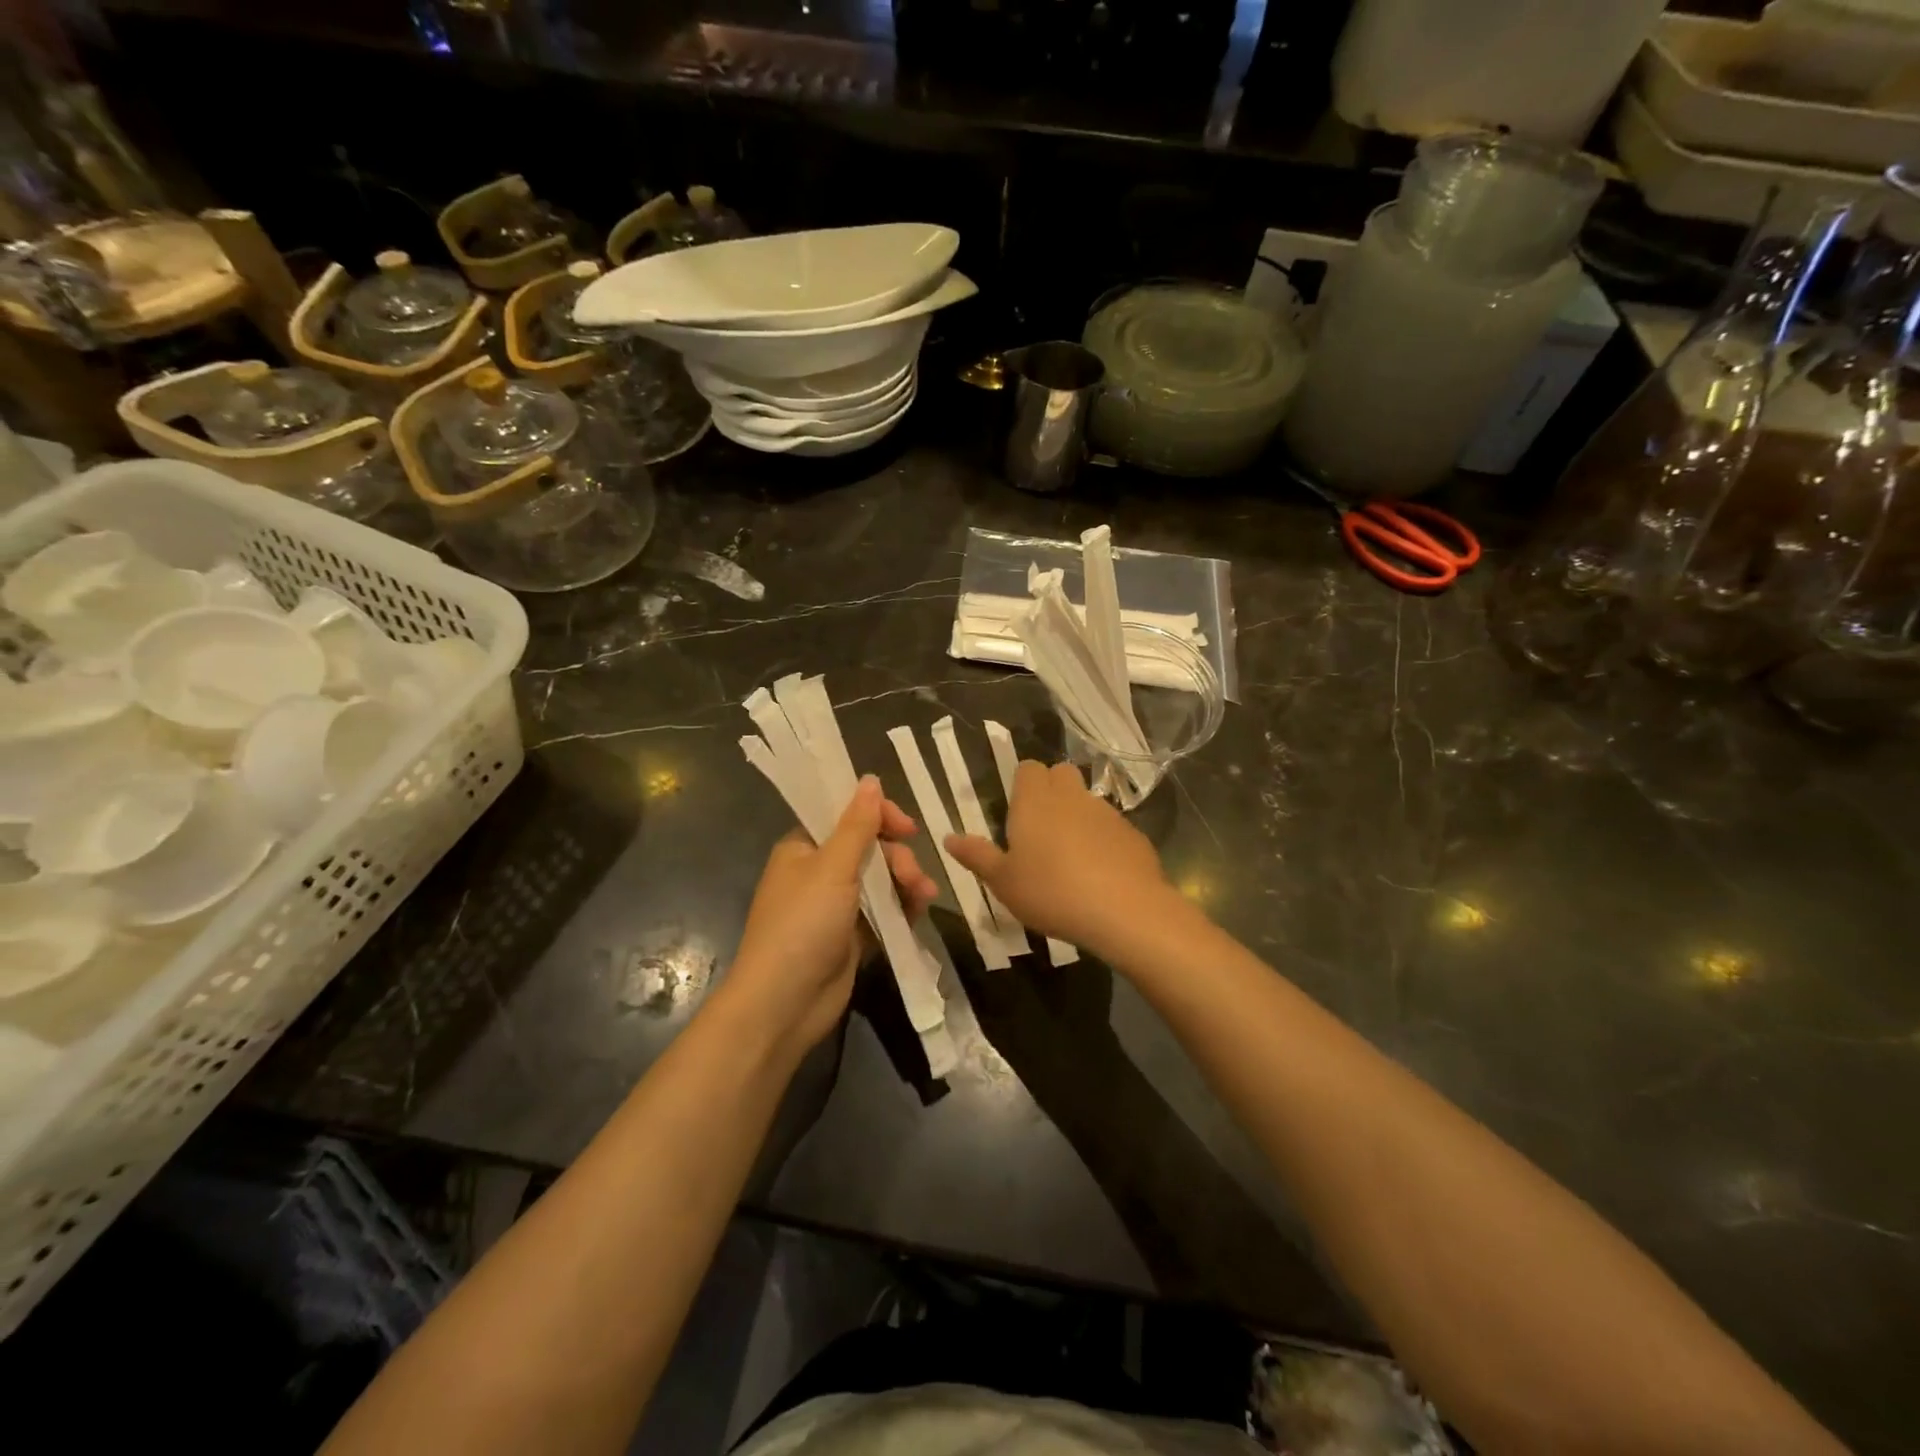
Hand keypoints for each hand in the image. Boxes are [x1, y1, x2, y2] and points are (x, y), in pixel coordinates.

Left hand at [722, 775, 938, 1058]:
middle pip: (870, 849)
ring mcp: (835, 906)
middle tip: (914, 878)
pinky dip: (901, 909)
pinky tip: (918, 913)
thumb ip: (857, 825)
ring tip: (923, 898)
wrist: (784, 1004)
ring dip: (905, 883)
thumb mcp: (832, 869)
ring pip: (881, 880)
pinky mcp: (851, 936)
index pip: (846, 816)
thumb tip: (870, 779)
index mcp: (804, 848)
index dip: (879, 816)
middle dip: (898, 859)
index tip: (908, 828)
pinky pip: (883, 911)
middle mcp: (818, 872)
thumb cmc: (802, 926)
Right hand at [945, 760, 1176, 957]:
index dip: (1022, 783)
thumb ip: (977, 856)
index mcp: (1035, 800)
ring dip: (1077, 816)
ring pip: (1087, 800)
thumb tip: (949, 837)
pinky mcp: (1132, 834)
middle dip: (1051, 790)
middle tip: (1040, 828)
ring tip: (1069, 856)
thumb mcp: (1003, 882)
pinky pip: (1111, 827)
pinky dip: (1103, 840)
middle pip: (1061, 773)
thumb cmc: (1051, 892)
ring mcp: (1106, 812)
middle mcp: (1071, 796)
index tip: (1016, 810)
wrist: (1124, 910)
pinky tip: (1099, 873)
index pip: (1028, 768)